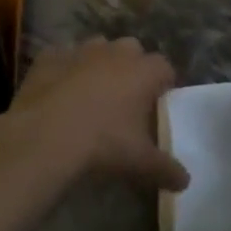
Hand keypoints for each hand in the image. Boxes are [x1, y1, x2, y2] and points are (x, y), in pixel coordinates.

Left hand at [4, 37, 188, 191]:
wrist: (45, 136)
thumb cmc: (103, 144)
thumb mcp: (140, 162)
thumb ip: (166, 169)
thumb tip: (185, 182)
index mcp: (144, 71)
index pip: (164, 67)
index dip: (163, 84)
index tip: (157, 103)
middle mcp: (115, 52)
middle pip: (132, 51)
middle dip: (131, 68)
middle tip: (124, 99)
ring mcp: (81, 50)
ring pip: (97, 48)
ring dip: (98, 64)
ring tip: (91, 94)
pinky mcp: (50, 56)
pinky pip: (62, 58)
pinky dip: (64, 70)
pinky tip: (58, 93)